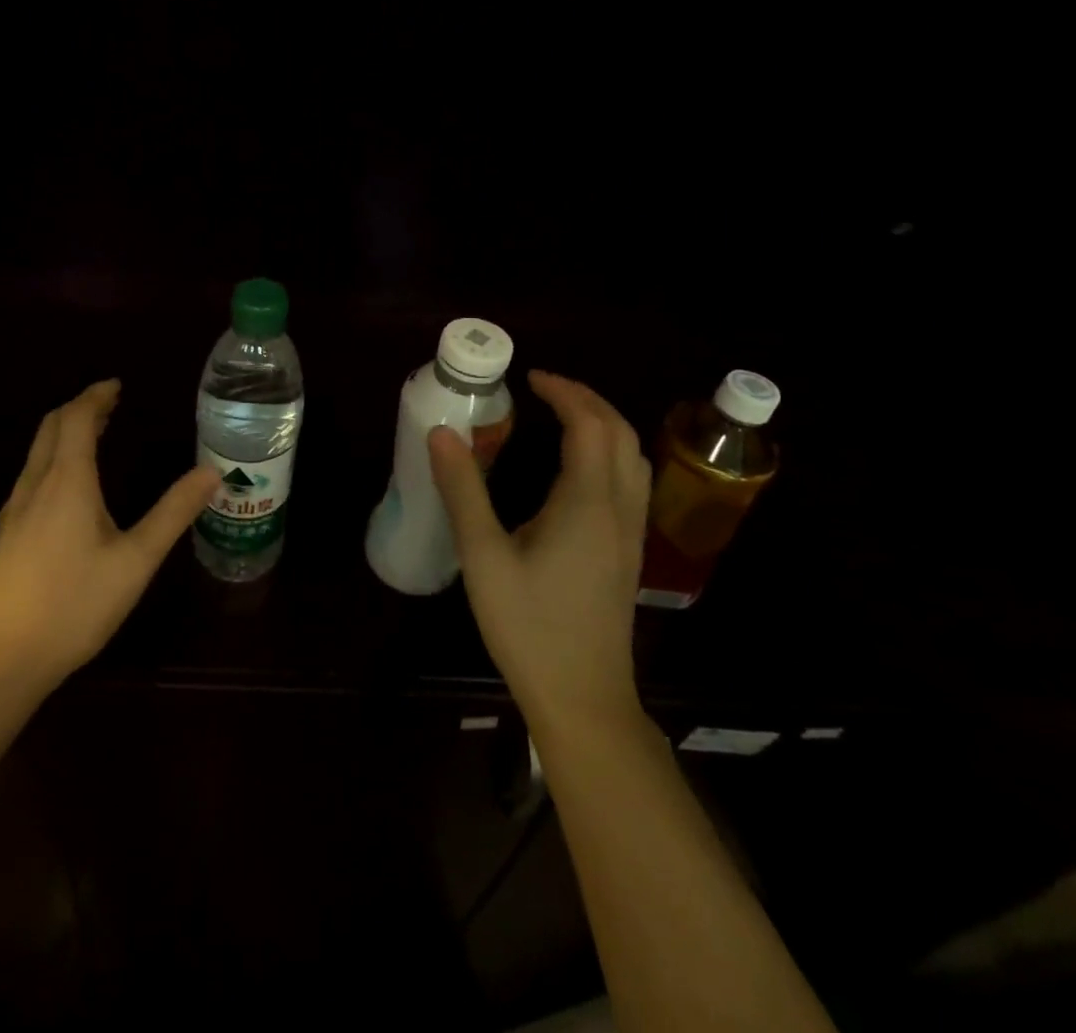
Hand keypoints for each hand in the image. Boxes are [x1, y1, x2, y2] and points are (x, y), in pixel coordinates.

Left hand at [0, 380, 218, 691]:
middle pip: (51, 427)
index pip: (75, 418)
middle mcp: (35, 485)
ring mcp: (14, 510)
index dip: (96, 396)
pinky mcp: (5, 533)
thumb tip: (211, 472)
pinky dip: (54, 458)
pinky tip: (70, 485)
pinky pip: (31, 475)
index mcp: (67, 482)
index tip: (117, 386)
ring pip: (38, 452)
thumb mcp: (136, 560)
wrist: (4, 658)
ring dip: (65, 432)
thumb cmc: (76, 605)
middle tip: (111, 405)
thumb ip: (173, 513)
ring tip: (96, 435)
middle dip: (79, 408)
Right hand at [429, 371, 651, 728]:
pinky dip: (608, 452)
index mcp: (587, 504)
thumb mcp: (483, 557)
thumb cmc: (529, 627)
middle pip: (620, 433)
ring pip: (632, 457)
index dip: (564, 392)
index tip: (529, 377)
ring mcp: (630, 533)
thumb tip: (442, 433)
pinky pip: (630, 481)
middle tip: (544, 388)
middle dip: (586, 400)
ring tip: (562, 416)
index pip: (589, 424)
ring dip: (603, 424)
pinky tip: (575, 468)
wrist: (583, 699)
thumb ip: (463, 491)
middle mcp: (618, 509)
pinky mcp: (627, 552)